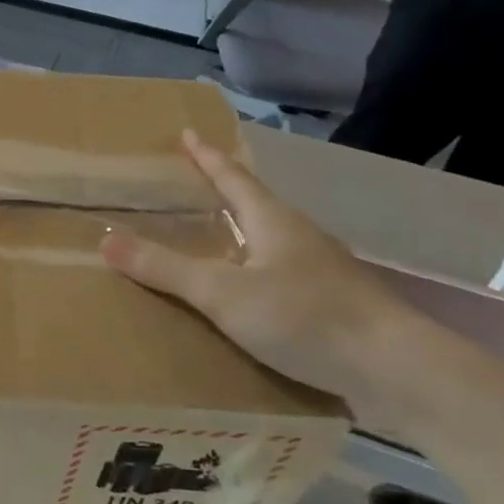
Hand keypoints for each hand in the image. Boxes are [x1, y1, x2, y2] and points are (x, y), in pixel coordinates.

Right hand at [100, 131, 431, 423]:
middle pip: (256, 203)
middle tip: (193, 186)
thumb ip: (166, 269)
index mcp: (273, 220)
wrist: (397, 370)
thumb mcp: (223, 293)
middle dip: (225, 192)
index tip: (188, 134)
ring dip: (243, 232)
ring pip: (273, 239)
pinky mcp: (335, 303)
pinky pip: (284, 272)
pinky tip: (251, 294)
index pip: (232, 177)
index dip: (206, 157)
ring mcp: (323, 269)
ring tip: (216, 238)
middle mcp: (300, 236)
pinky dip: (259, 269)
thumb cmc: (305, 317)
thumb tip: (106, 239)